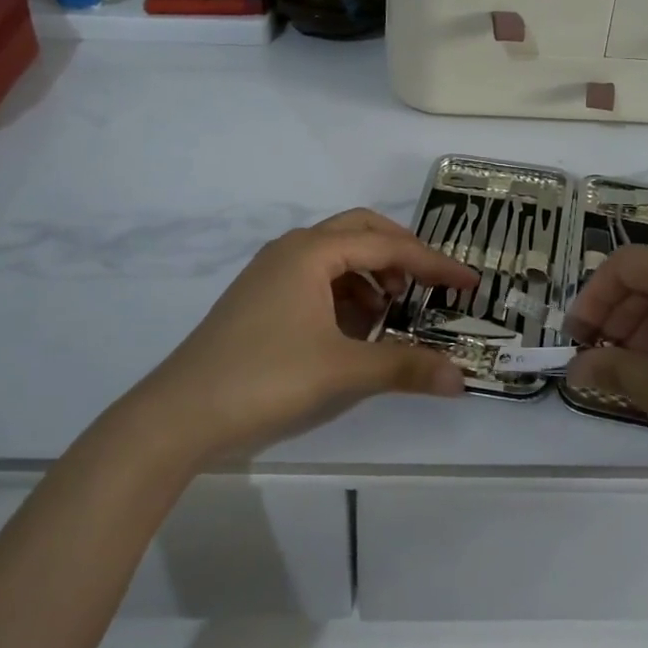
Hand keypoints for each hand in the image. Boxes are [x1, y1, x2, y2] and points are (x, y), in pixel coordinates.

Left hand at [137, 209, 476, 462]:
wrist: (179, 415)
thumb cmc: (266, 378)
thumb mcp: (344, 371)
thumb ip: (405, 367)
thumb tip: (461, 378)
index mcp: (312, 251)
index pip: (387, 245)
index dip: (433, 264)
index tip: (468, 283)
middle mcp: (291, 250)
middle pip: (359, 232)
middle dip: (400, 254)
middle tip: (429, 284)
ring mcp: (270, 274)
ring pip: (335, 257)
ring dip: (371, 276)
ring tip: (392, 313)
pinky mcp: (259, 300)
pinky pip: (315, 281)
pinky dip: (344, 296)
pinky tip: (354, 331)